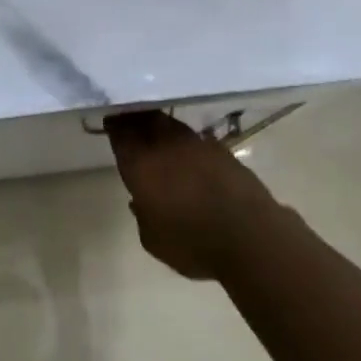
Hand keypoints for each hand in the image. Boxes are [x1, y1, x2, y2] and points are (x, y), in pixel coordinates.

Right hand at [104, 111, 280, 280]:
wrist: (250, 237)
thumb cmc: (192, 243)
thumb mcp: (153, 239)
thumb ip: (142, 215)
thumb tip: (141, 200)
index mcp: (141, 165)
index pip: (121, 134)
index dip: (115, 125)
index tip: (110, 120)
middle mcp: (166, 146)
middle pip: (146, 120)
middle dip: (136, 117)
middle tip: (130, 120)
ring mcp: (197, 145)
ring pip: (172, 125)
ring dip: (161, 127)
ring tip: (157, 135)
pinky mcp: (223, 151)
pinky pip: (196, 139)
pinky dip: (187, 143)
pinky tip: (188, 154)